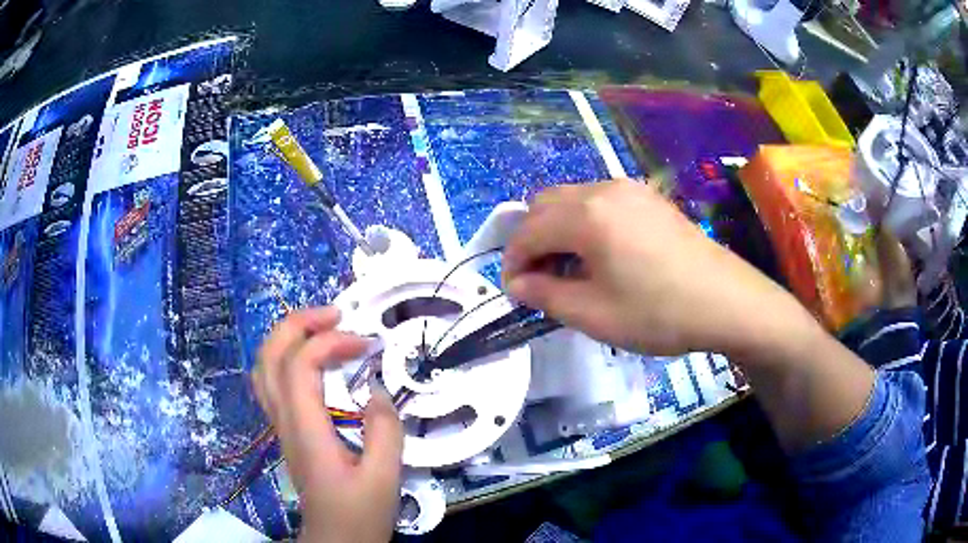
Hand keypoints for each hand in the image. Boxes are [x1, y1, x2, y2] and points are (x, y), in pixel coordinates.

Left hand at [252, 307, 402, 542]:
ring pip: (264, 366)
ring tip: (322, 327)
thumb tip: (375, 387)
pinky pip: (272, 381)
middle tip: (335, 314)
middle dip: (298, 324)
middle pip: (269, 356)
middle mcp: (284, 420)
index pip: (300, 365)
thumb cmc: (359, 513)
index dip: (329, 342)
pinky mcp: (287, 430)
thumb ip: (384, 430)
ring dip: (288, 336)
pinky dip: (286, 356)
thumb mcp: (384, 477)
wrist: (336, 539)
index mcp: (306, 430)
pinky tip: (310, 360)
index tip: (366, 342)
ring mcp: (281, 424)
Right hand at [502, 180, 814, 357]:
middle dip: (532, 239)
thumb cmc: (658, 312)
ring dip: (557, 229)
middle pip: (544, 204)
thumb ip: (545, 294)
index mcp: (585, 216)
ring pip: (571, 199)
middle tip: (541, 278)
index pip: (528, 231)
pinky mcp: (648, 197)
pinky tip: (601, 253)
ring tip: (571, 268)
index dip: (512, 261)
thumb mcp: (593, 314)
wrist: (726, 301)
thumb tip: (516, 283)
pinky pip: (599, 200)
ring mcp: (629, 189)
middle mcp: (603, 189)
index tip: (514, 291)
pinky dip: (584, 222)